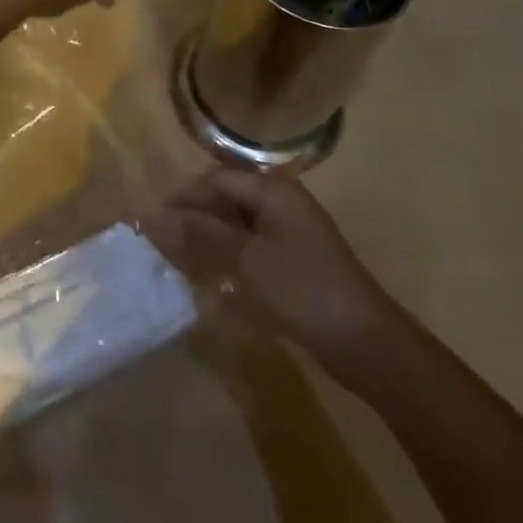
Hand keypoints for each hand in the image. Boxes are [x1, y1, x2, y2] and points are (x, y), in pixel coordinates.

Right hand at [151, 168, 403, 382]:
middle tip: (166, 239)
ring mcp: (293, 230)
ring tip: (183, 256)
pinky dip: (231, 251)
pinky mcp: (298, 258)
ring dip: (212, 234)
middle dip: (196, 214)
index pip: (217, 179)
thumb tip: (155, 215)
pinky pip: (254, 242)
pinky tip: (216, 271)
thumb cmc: (303, 290)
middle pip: (229, 195)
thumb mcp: (246, 259)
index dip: (185, 196)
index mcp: (274, 190)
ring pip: (240, 220)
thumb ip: (202, 233)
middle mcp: (284, 200)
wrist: (367, 343)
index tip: (155, 221)